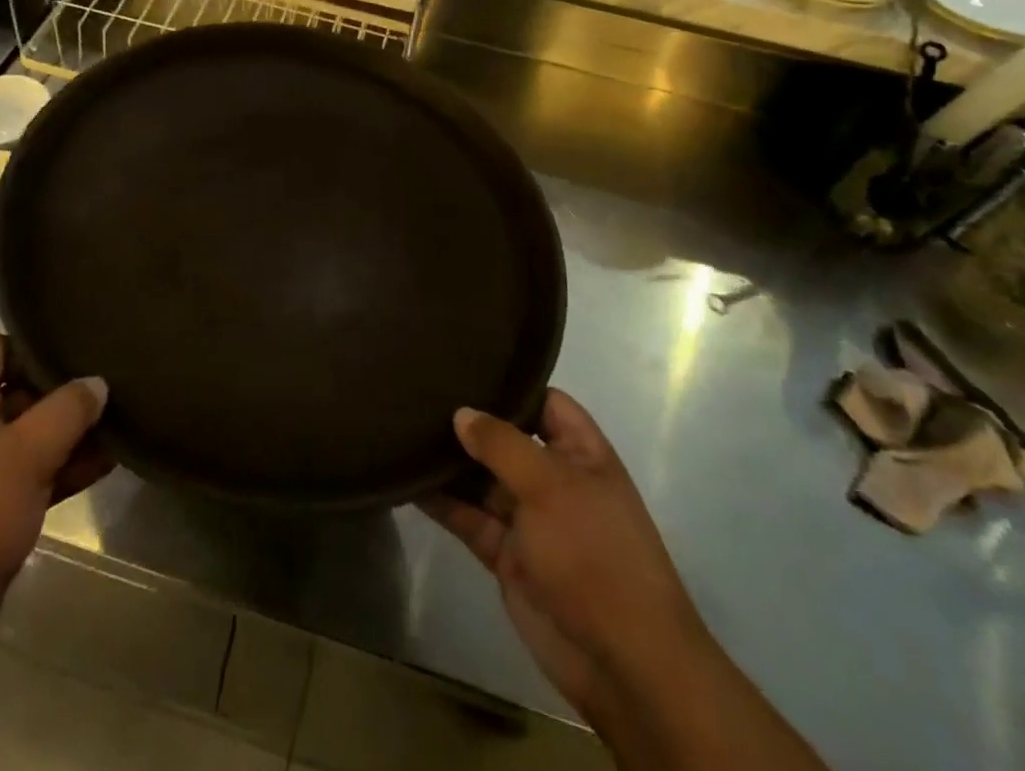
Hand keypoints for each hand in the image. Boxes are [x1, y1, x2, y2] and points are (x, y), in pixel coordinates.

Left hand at [0, 331, 109, 685]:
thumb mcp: (23, 455)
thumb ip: (66, 410)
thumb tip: (98, 382)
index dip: (30, 341)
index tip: (75, 346)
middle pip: (20, 388)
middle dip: (64, 386)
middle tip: (113, 378)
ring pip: (34, 432)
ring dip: (73, 429)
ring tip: (123, 417)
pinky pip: (39, 472)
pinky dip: (69, 465)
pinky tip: (111, 459)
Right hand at [421, 391, 705, 715]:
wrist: (621, 661)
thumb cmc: (594, 553)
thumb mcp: (550, 485)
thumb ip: (502, 444)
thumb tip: (461, 413)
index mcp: (581, 454)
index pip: (546, 402)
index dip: (512, 385)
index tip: (466, 363)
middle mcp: (554, 479)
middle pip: (507, 439)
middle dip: (470, 421)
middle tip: (420, 390)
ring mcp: (530, 518)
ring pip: (482, 478)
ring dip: (450, 461)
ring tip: (404, 427)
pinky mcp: (507, 554)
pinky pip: (469, 518)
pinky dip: (442, 502)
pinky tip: (407, 481)